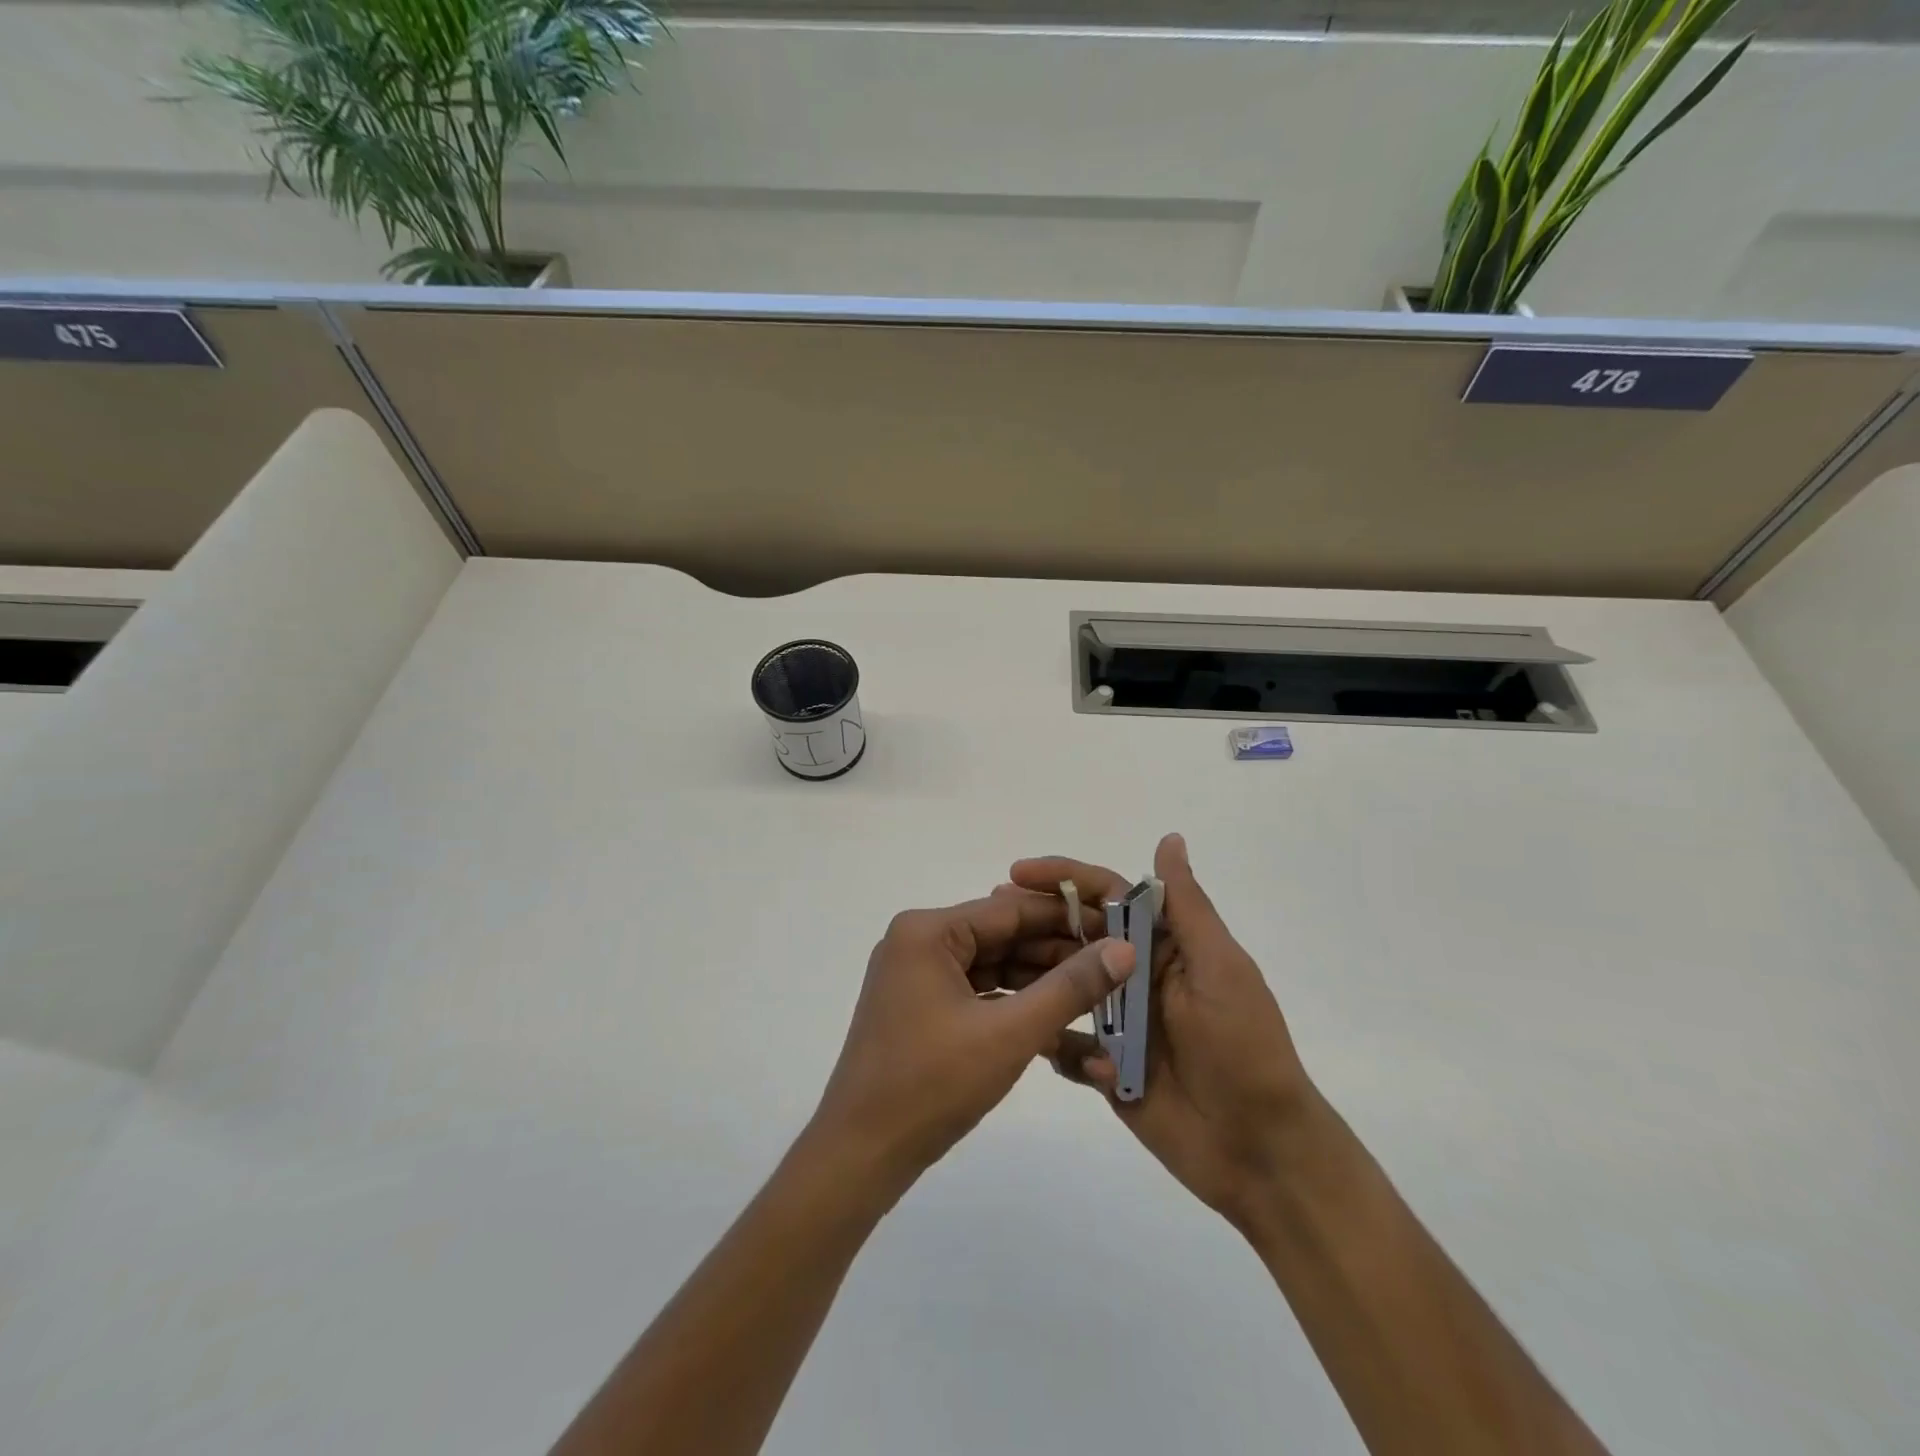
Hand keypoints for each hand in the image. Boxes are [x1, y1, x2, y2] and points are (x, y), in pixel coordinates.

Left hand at [807, 894, 1135, 1202]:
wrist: (860, 1155)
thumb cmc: (932, 1086)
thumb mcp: (1010, 1034)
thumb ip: (1070, 988)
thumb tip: (1124, 949)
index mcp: (927, 931)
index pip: (1010, 909)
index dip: (1067, 918)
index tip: (1117, 928)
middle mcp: (918, 941)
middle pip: (1000, 934)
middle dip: (1055, 950)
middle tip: (1114, 965)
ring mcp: (915, 974)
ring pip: (990, 964)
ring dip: (1037, 978)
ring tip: (1094, 990)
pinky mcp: (918, 1006)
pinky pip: (975, 990)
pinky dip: (1011, 1001)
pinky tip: (1054, 1014)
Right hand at [1006, 833, 1318, 1229]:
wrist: (1258, 1150)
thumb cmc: (1242, 1046)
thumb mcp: (1219, 966)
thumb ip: (1186, 905)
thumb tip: (1169, 838)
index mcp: (1163, 945)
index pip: (1106, 896)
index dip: (1062, 879)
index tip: (1017, 873)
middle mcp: (1135, 975)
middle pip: (1075, 936)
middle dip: (1033, 924)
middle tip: (988, 919)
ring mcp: (1118, 1023)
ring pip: (1062, 987)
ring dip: (1034, 980)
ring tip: (996, 979)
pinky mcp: (1105, 1067)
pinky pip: (1064, 1044)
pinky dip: (1052, 1042)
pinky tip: (1041, 1044)